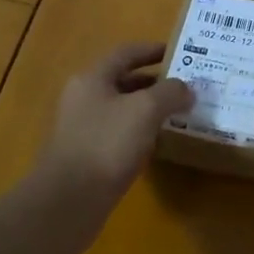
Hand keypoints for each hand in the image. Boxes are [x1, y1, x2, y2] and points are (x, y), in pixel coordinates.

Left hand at [33, 42, 192, 245]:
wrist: (67, 204)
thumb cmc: (106, 144)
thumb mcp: (146, 110)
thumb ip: (170, 92)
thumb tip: (187, 89)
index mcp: (92, 79)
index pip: (126, 53)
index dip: (153, 50)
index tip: (179, 53)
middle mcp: (83, 99)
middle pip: (123, 81)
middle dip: (155, 82)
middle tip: (185, 86)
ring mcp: (82, 130)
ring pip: (122, 110)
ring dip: (149, 110)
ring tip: (178, 114)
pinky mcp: (85, 158)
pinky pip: (118, 135)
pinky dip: (139, 134)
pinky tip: (157, 144)